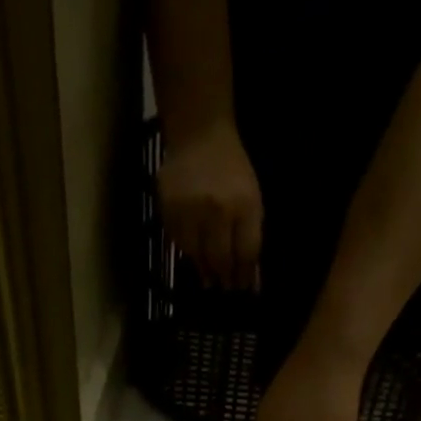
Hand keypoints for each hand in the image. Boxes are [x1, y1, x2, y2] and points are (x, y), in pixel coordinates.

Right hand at [158, 124, 262, 290]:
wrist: (199, 132)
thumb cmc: (231, 170)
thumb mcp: (251, 200)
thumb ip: (251, 238)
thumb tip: (250, 281)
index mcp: (244, 204)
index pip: (245, 253)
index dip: (244, 276)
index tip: (242, 288)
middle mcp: (216, 209)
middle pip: (220, 259)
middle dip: (224, 278)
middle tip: (224, 287)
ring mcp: (190, 209)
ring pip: (197, 256)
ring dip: (204, 270)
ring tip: (209, 277)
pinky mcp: (169, 208)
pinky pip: (178, 243)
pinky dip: (188, 253)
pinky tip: (194, 254)